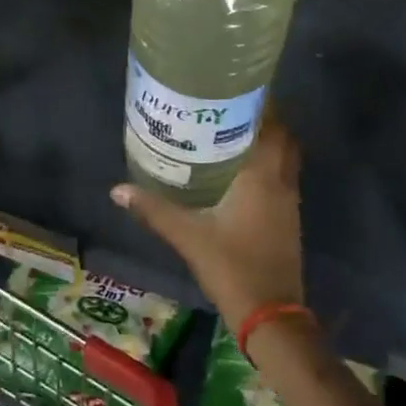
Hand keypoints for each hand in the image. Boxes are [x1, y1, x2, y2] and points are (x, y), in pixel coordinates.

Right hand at [110, 118, 303, 329]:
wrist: (271, 315)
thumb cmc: (232, 266)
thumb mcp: (187, 236)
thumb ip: (153, 209)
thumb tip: (117, 190)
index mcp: (263, 176)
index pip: (272, 126)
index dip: (261, 104)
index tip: (237, 89)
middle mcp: (281, 182)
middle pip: (282, 139)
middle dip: (263, 120)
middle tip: (229, 109)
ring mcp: (288, 202)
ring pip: (284, 159)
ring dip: (266, 143)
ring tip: (229, 132)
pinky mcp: (286, 220)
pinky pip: (280, 178)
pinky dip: (265, 166)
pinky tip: (237, 171)